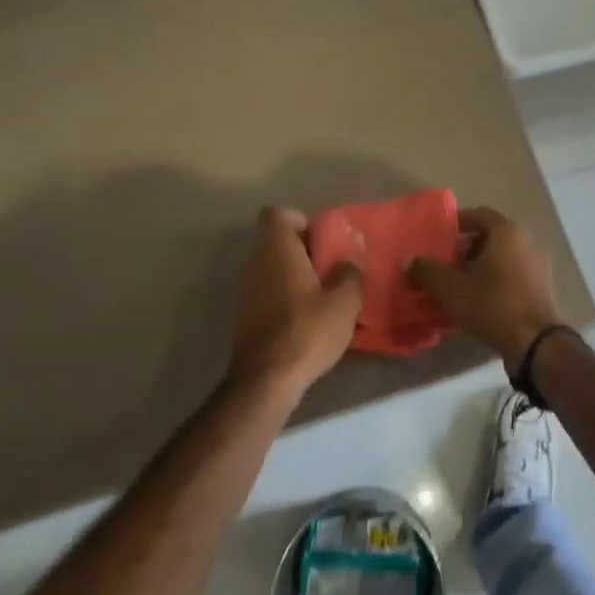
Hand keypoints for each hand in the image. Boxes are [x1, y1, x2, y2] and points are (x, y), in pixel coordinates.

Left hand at [229, 207, 362, 397]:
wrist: (266, 380)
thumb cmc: (307, 330)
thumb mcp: (344, 302)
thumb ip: (349, 275)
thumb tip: (347, 264)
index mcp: (277, 249)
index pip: (277, 214)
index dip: (299, 220)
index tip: (321, 239)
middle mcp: (256, 262)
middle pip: (276, 242)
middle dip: (303, 250)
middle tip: (331, 269)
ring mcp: (246, 290)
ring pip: (272, 268)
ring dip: (295, 276)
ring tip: (324, 296)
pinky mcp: (244, 316)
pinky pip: (267, 292)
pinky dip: (285, 297)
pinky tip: (308, 320)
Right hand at [409, 207, 561, 369]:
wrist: (536, 343)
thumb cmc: (492, 305)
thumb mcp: (450, 288)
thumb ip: (426, 270)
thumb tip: (410, 261)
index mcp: (507, 231)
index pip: (477, 215)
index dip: (455, 224)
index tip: (438, 238)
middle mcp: (526, 241)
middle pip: (490, 236)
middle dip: (465, 248)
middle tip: (445, 263)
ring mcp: (538, 265)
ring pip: (502, 257)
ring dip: (480, 266)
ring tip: (459, 284)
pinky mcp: (543, 288)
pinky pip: (513, 274)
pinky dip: (496, 280)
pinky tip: (480, 300)